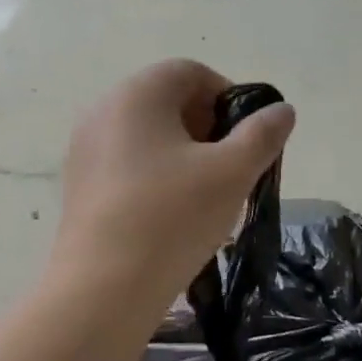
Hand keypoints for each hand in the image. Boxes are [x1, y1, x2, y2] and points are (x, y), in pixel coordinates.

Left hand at [54, 59, 295, 306]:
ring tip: (206, 196)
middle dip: (208, 128)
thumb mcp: (232, 173)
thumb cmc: (173, 218)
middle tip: (231, 168)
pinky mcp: (80, 187)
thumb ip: (262, 135)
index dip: (228, 97)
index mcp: (137, 94)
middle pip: (167, 102)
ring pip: (148, 137)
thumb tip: (281, 111)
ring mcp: (85, 150)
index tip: (248, 138)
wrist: (104, 288)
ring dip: (184, 156)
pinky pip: (127, 165)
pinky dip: (157, 177)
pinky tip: (172, 215)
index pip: (191, 72)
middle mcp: (103, 111)